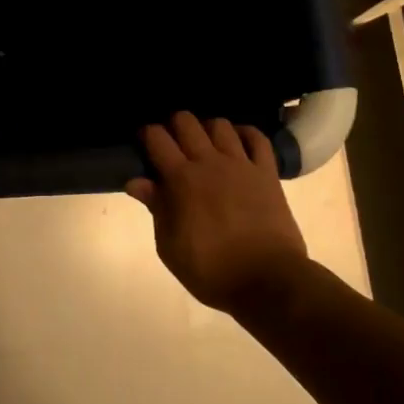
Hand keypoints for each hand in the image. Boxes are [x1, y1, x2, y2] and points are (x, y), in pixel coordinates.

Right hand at [126, 112, 308, 313]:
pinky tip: (237, 142)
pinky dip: (245, 134)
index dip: (146, 134)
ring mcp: (241, 165)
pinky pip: (257, 139)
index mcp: (180, 179)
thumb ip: (156, 208)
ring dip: (207, 129)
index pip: (157, 138)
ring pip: (220, 125)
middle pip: (186, 122)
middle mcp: (209, 162)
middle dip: (173, 125)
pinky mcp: (267, 173)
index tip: (143, 143)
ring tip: (204, 145)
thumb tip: (136, 182)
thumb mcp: (169, 246)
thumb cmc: (210, 269)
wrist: (267, 281)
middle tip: (171, 144)